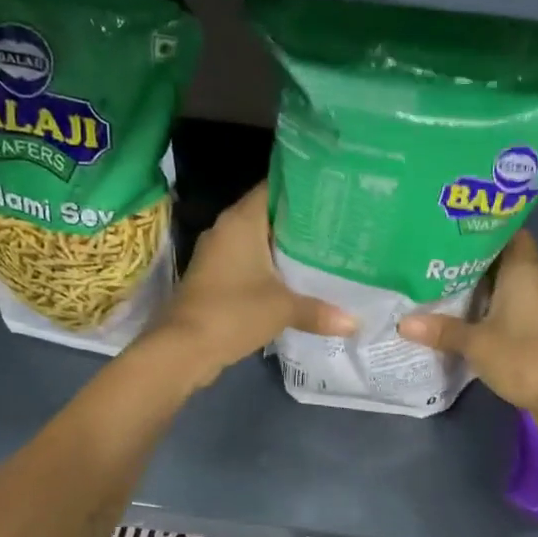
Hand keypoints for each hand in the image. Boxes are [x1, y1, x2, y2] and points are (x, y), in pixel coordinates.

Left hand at [149, 181, 354, 384]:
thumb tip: (355, 323)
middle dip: (299, 220)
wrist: (183, 348)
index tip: (333, 193)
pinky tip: (295, 278)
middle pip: (268, 214)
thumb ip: (320, 311)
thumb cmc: (233, 313)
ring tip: (324, 249)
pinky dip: (269, 267)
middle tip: (338, 224)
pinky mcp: (214, 278)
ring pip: (257, 241)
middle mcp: (226, 229)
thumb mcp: (283, 309)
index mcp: (241, 221)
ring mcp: (217, 254)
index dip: (302, 188)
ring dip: (284, 246)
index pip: (273, 188)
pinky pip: (248, 262)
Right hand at [398, 231, 537, 418]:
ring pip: (511, 284)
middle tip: (442, 260)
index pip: (512, 234)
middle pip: (507, 259)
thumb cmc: (521, 355)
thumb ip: (441, 330)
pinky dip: (495, 305)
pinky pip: (515, 305)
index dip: (488, 231)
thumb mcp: (475, 343)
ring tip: (449, 285)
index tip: (459, 233)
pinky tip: (470, 314)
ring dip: (485, 286)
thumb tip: (403, 322)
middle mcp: (537, 281)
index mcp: (524, 272)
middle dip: (478, 260)